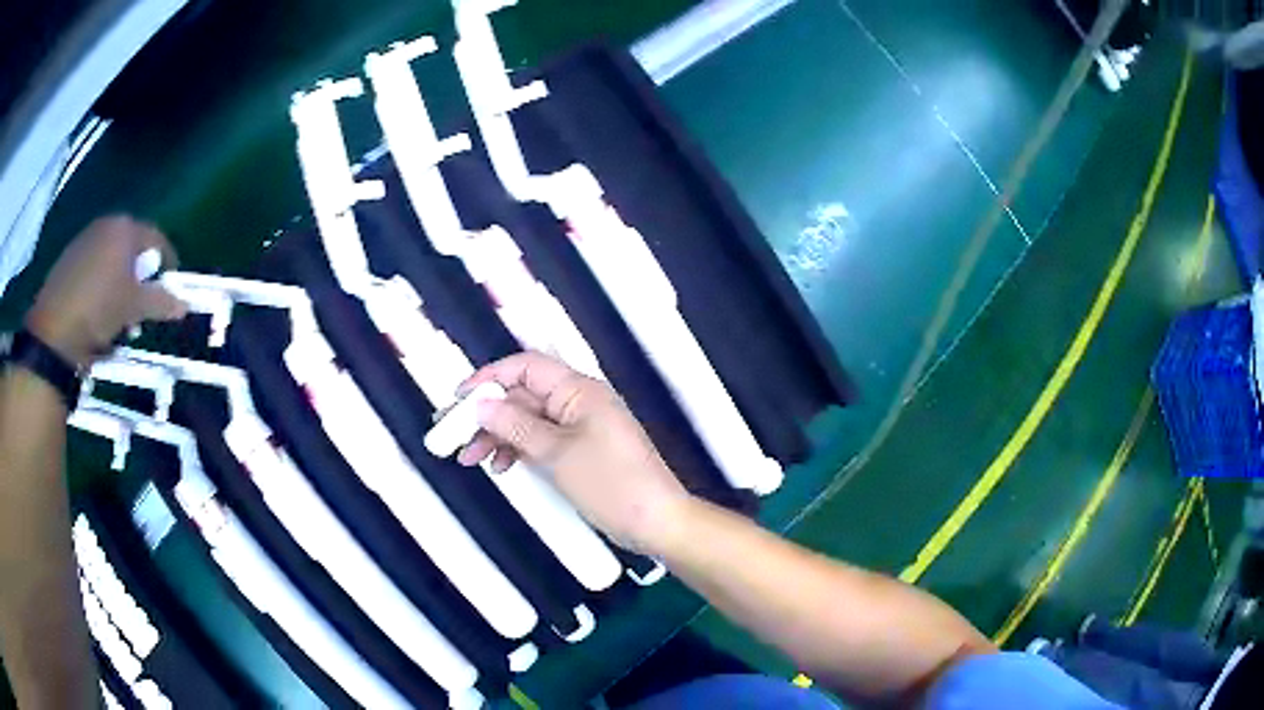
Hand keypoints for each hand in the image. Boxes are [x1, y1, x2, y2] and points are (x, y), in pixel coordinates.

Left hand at [25, 216, 186, 368]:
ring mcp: (83, 241)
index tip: (171, 287)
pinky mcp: (68, 261)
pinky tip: (97, 312)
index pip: (156, 239)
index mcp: (124, 228)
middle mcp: (105, 225)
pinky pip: (93, 268)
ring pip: (111, 258)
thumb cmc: (98, 310)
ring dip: (119, 282)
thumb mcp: (133, 309)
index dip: (167, 263)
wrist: (53, 330)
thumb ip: (160, 302)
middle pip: (132, 248)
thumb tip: (184, 304)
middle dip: (140, 275)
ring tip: (119, 313)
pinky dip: (100, 286)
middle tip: (143, 304)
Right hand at [458, 352, 691, 553]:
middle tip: (455, 437)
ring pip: (529, 421)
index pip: (526, 367)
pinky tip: (502, 466)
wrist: (656, 521)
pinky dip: (519, 451)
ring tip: (473, 459)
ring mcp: (580, 428)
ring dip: (499, 436)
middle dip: (489, 415)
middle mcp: (579, 402)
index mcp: (579, 390)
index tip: (459, 399)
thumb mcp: (557, 453)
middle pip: (523, 396)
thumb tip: (482, 404)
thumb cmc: (611, 483)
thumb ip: (516, 426)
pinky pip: (542, 441)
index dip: (489, 377)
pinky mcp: (581, 451)